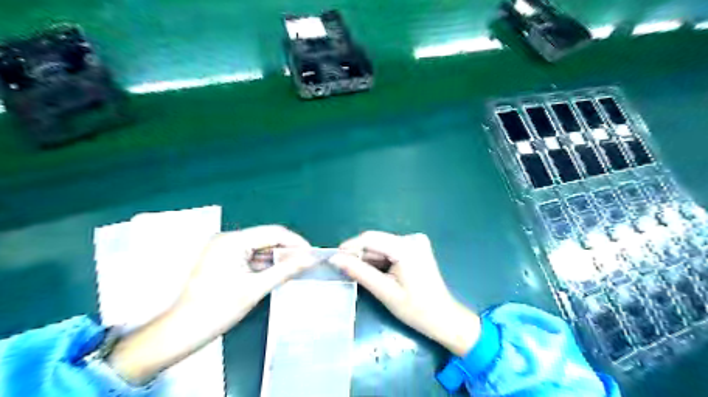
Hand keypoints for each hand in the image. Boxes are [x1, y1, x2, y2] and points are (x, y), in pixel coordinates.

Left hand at [108, 226, 312, 384]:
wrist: (181, 332)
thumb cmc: (217, 309)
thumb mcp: (255, 289)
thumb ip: (285, 270)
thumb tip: (310, 259)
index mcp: (232, 241)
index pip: (273, 233)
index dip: (296, 242)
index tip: (312, 255)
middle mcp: (227, 239)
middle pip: (266, 239)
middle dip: (288, 250)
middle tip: (307, 263)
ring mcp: (224, 250)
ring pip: (259, 248)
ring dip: (277, 258)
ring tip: (297, 268)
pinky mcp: (223, 260)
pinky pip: (250, 257)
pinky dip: (265, 265)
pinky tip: (278, 272)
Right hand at [329, 231, 477, 354]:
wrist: (443, 317)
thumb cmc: (415, 309)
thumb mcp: (384, 291)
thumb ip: (359, 272)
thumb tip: (335, 259)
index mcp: (407, 247)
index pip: (370, 238)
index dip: (349, 247)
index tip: (333, 259)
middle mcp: (412, 238)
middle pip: (376, 241)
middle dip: (359, 255)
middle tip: (345, 271)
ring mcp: (415, 241)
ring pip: (381, 245)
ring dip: (369, 259)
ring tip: (360, 276)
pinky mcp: (415, 247)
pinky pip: (390, 249)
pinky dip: (380, 260)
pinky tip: (377, 274)